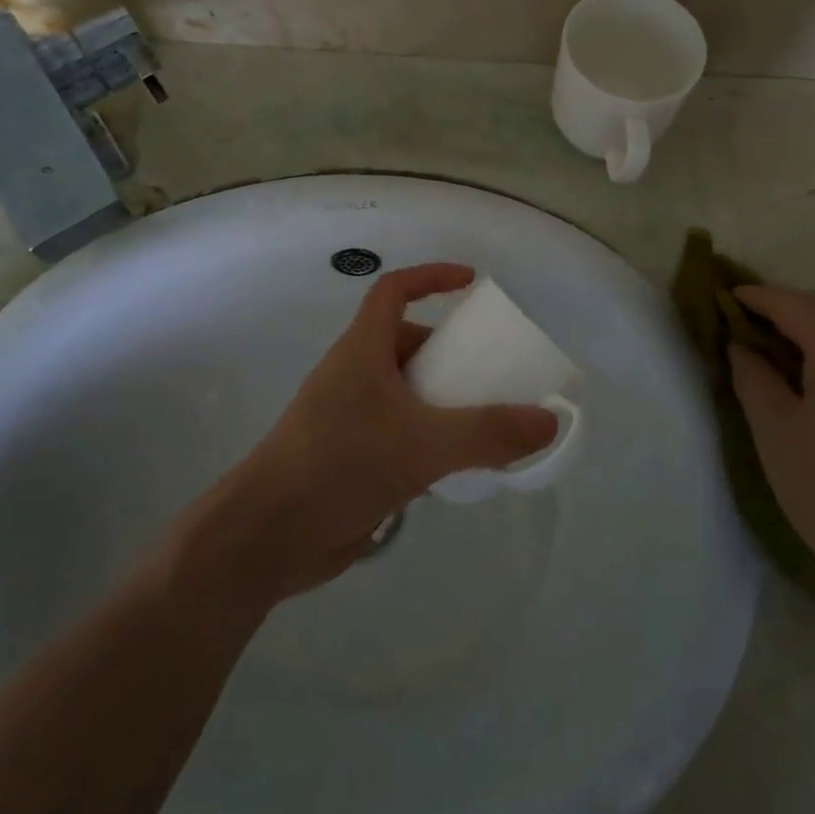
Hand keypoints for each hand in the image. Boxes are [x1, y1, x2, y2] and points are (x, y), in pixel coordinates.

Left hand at [174, 264, 557, 609]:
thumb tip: (547, 421)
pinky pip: (398, 431)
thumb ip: (488, 432)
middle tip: (491, 371)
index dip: (431, 277)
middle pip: (406, 344)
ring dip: (441, 399)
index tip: (471, 282)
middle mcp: (354, 375)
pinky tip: (455, 464)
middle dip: (448, 351)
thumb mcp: (422, 443)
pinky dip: (428, 436)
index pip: (394, 290)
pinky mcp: (349, 457)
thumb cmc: (339, 465)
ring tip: (484, 419)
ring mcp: (348, 417)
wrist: (267, 537)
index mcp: (362, 350)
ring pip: (404, 392)